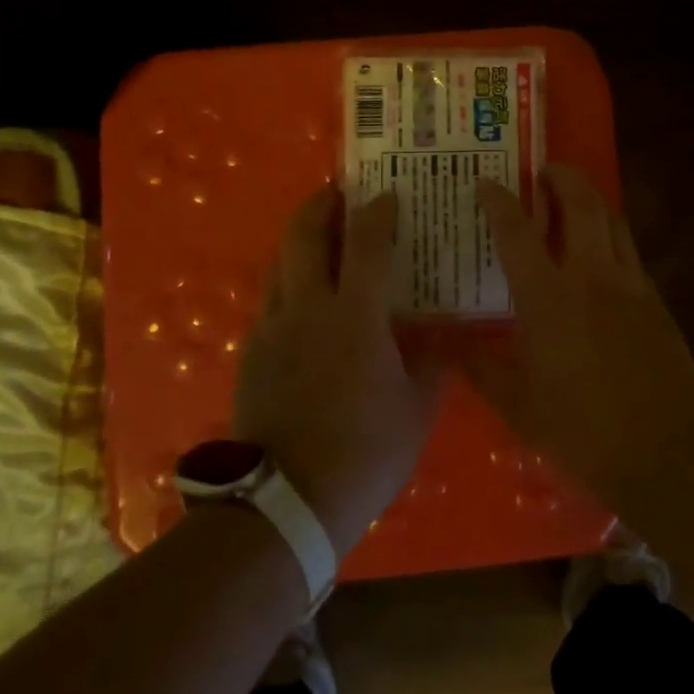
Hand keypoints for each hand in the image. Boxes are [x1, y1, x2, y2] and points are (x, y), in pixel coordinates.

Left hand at [234, 186, 443, 555]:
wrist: (287, 501)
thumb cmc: (364, 452)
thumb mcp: (416, 408)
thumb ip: (431, 362)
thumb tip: (442, 334)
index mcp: (355, 315)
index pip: (366, 242)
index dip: (377, 212)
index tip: (387, 196)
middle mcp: (308, 307)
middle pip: (305, 234)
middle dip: (321, 204)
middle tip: (337, 192)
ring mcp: (273, 327)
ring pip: (281, 262)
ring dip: (300, 239)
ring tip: (320, 235)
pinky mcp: (252, 351)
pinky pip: (270, 298)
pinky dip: (288, 281)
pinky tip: (302, 298)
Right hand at [466, 166, 693, 507]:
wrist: (668, 450)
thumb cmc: (583, 430)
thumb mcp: (518, 405)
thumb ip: (478, 367)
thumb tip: (442, 344)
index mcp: (547, 297)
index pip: (517, 232)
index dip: (499, 201)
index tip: (486, 182)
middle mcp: (588, 275)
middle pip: (579, 203)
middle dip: (560, 177)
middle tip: (543, 170)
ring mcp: (627, 283)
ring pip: (610, 218)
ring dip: (589, 196)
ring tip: (573, 195)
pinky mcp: (653, 298)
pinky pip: (628, 247)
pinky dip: (610, 231)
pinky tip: (600, 248)